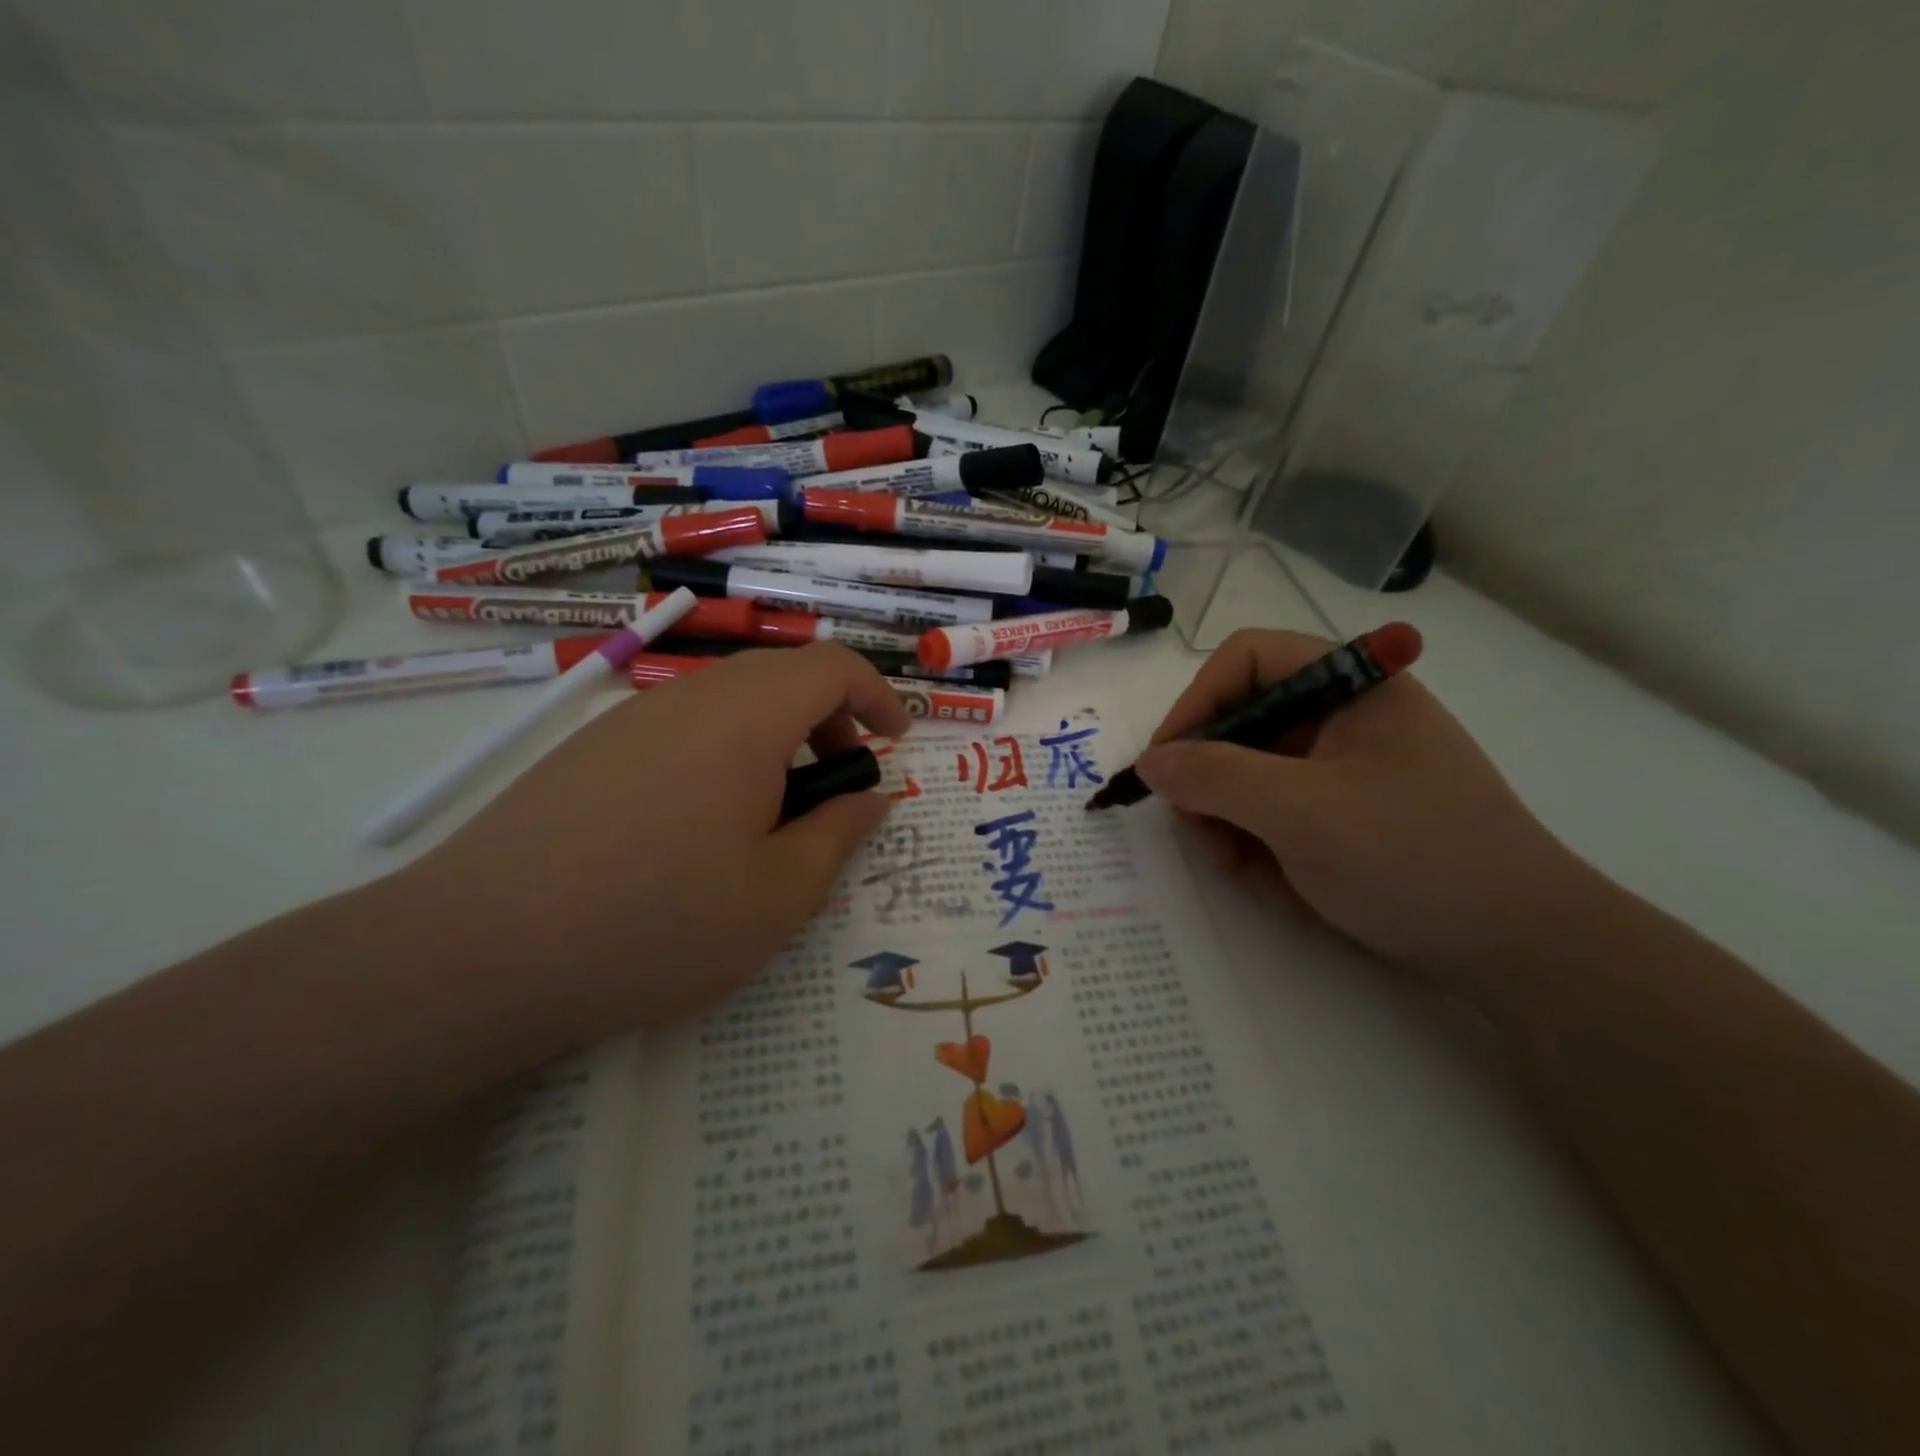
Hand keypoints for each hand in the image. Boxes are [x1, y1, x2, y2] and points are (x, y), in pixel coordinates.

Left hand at [398, 644, 910, 1044]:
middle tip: (836, 787)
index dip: (876, 695)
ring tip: (770, 816)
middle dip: (827, 720)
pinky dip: (721, 753)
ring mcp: (630, 719)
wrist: (478, 953)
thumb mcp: (779, 895)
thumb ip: (838, 834)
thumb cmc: (657, 924)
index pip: (830, 666)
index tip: (895, 743)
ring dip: (773, 738)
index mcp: (745, 719)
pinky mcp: (589, 750)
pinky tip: (698, 827)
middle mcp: (688, 698)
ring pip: (727, 701)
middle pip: (779, 676)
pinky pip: (679, 727)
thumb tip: (870, 797)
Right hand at [1137, 629, 1598, 983]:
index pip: (1245, 660)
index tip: (1166, 764)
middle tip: (1200, 831)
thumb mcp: (1299, 811)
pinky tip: (1278, 885)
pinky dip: (1263, 846)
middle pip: (1242, 721)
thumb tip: (1150, 762)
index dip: (1195, 703)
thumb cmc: (1411, 856)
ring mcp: (1346, 767)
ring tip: (1244, 869)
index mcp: (1350, 684)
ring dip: (1231, 822)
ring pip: (1252, 775)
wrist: (1518, 949)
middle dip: (1211, 780)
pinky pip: (1278, 813)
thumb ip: (1213, 776)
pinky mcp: (1347, 814)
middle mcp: (1345, 716)